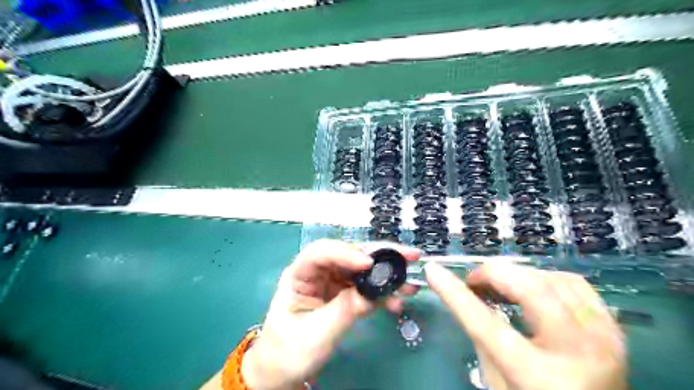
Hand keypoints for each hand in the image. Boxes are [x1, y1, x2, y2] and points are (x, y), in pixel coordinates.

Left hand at [242, 240, 418, 389]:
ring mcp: (333, 283)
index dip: (345, 253)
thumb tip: (374, 291)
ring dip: (387, 273)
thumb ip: (345, 309)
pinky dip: (384, 291)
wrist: (284, 371)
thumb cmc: (289, 351)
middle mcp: (318, 272)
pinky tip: (398, 298)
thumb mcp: (316, 332)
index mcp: (300, 274)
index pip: (321, 253)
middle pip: (349, 255)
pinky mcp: (345, 295)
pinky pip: (367, 288)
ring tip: (410, 280)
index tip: (368, 264)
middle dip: (378, 255)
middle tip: (407, 256)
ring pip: (362, 270)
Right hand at [426, 261, 626, 389]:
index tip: (434, 271)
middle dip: (493, 273)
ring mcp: (603, 339)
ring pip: (553, 279)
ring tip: (500, 284)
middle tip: (474, 279)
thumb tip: (469, 296)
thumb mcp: (497, 383)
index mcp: (538, 377)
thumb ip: (482, 338)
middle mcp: (576, 354)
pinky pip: (575, 284)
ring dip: (518, 275)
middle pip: (530, 290)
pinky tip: (532, 287)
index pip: (485, 324)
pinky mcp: (613, 330)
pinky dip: (545, 277)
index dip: (455, 293)